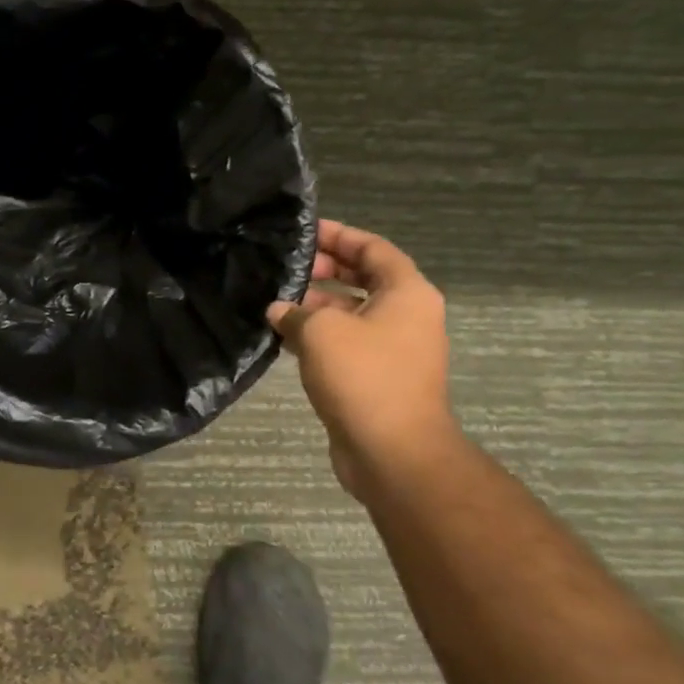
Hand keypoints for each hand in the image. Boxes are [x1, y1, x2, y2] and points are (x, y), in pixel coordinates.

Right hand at [268, 221, 459, 496]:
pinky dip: (319, 336)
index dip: (338, 235)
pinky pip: (347, 343)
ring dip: (317, 305)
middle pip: (364, 278)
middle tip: (285, 268)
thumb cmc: (364, 377)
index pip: (372, 248)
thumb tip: (279, 310)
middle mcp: (406, 316)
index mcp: (407, 293)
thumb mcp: (321, 332)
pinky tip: (284, 337)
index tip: (303, 232)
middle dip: (325, 270)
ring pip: (352, 313)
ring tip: (276, 301)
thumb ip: (296, 312)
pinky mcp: (378, 377)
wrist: (393, 452)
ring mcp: (394, 349)